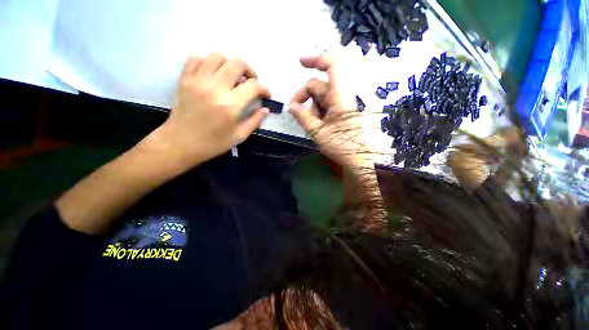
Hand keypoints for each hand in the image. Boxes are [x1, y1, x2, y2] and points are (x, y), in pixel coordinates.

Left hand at [149, 53, 270, 169]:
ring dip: (229, 63)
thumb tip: (265, 109)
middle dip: (250, 71)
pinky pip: (196, 59)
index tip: (266, 94)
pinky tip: (213, 74)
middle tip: (251, 82)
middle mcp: (215, 88)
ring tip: (233, 76)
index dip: (264, 88)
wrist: (180, 143)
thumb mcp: (239, 136)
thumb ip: (254, 121)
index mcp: (231, 105)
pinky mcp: (184, 79)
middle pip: (237, 64)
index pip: (253, 87)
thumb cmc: (213, 143)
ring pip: (217, 56)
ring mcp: (197, 81)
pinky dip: (207, 62)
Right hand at [289, 54, 371, 168]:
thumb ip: (303, 117)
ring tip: (312, 125)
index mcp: (339, 97)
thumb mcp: (318, 132)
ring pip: (320, 96)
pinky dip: (317, 111)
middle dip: (305, 96)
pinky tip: (317, 124)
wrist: (357, 157)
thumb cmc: (340, 145)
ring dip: (311, 107)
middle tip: (295, 111)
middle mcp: (341, 96)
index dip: (317, 59)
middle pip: (318, 85)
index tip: (301, 62)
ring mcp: (341, 102)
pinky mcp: (340, 109)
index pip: (333, 65)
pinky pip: (325, 104)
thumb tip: (292, 106)